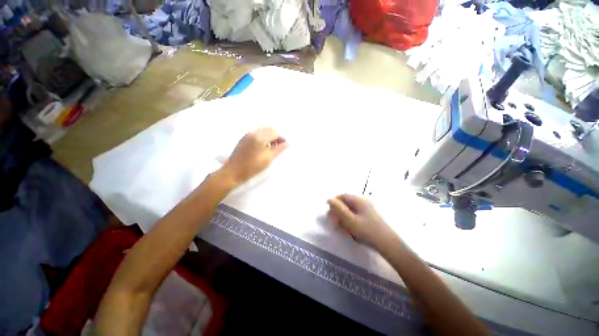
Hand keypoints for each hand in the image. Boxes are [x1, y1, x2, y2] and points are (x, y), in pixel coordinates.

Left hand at [221, 127, 287, 186]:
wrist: (233, 172)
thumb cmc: (252, 167)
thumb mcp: (268, 158)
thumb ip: (279, 149)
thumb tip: (287, 143)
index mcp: (259, 137)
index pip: (275, 131)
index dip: (281, 138)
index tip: (284, 145)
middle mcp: (252, 132)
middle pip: (269, 129)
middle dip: (276, 136)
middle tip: (279, 146)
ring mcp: (247, 135)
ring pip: (263, 131)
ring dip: (269, 137)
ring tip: (271, 148)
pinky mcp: (244, 139)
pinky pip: (257, 134)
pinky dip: (263, 138)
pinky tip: (263, 148)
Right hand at [327, 194, 395, 249]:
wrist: (389, 245)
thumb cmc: (368, 231)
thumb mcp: (350, 220)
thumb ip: (338, 209)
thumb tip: (329, 199)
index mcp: (360, 200)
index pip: (343, 196)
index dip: (334, 202)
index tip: (329, 213)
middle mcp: (365, 202)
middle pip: (347, 203)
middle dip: (339, 212)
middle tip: (336, 223)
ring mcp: (370, 209)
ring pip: (352, 210)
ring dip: (345, 218)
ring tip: (344, 229)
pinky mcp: (372, 217)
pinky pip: (358, 216)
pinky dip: (352, 221)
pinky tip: (352, 231)